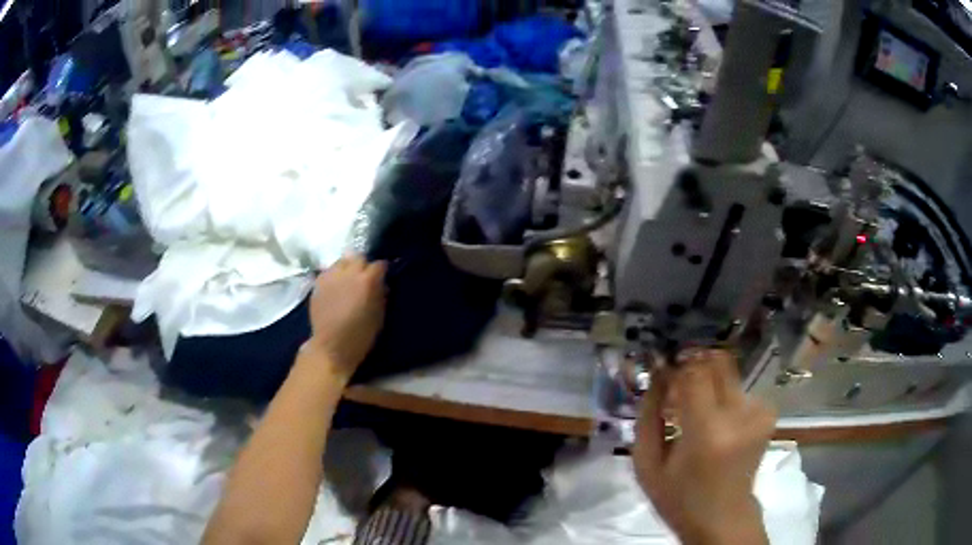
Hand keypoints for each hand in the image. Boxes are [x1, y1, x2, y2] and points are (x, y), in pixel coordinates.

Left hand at [307, 255, 386, 382]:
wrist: (331, 347)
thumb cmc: (360, 335)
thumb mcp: (379, 315)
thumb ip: (381, 294)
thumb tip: (381, 283)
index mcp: (367, 281)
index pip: (379, 264)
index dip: (382, 271)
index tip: (382, 278)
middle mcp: (349, 273)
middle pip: (359, 257)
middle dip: (364, 265)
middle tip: (364, 278)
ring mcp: (331, 276)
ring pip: (342, 260)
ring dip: (347, 267)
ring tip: (347, 280)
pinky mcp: (318, 282)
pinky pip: (328, 271)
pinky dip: (334, 275)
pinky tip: (335, 287)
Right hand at [632, 349, 776, 544]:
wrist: (723, 518)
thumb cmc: (679, 498)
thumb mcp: (647, 466)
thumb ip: (648, 417)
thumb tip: (657, 376)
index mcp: (706, 432)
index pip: (695, 372)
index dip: (677, 365)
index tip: (664, 371)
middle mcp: (739, 416)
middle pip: (719, 362)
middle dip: (695, 364)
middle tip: (679, 385)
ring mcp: (759, 414)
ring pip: (728, 374)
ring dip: (709, 383)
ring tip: (695, 410)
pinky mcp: (767, 415)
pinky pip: (740, 389)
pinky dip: (724, 396)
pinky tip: (715, 421)